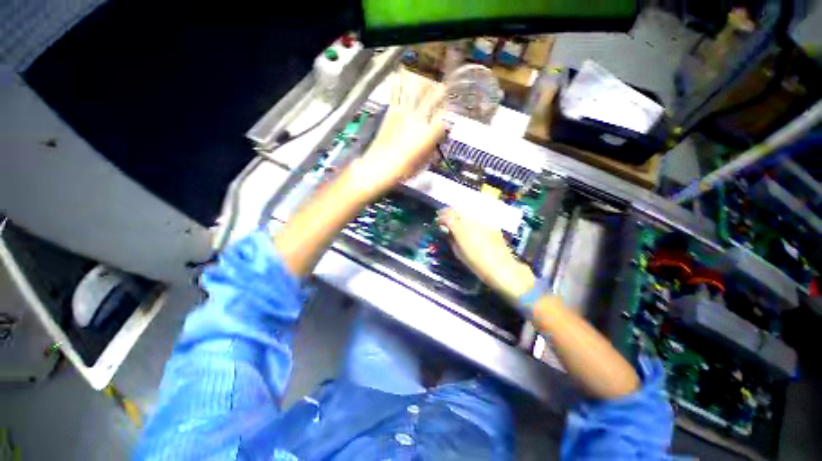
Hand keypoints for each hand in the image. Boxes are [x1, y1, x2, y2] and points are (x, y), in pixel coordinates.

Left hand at [353, 69, 445, 197]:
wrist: (380, 166)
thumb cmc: (404, 169)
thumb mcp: (424, 162)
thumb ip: (432, 147)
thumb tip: (437, 139)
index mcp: (429, 133)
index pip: (445, 115)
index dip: (451, 108)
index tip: (453, 104)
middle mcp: (419, 119)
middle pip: (434, 97)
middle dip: (442, 87)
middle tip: (447, 80)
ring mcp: (404, 112)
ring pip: (416, 90)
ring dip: (424, 79)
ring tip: (428, 70)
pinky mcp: (391, 112)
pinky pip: (396, 93)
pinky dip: (399, 81)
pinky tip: (401, 71)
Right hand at [437, 209, 534, 302]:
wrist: (500, 266)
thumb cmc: (476, 263)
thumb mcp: (458, 252)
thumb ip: (451, 238)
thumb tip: (447, 231)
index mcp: (460, 228)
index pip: (446, 216)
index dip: (440, 218)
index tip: (438, 222)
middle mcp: (470, 219)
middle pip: (456, 209)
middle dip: (448, 212)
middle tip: (445, 219)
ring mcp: (481, 218)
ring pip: (467, 210)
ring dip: (459, 213)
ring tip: (457, 219)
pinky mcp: (490, 221)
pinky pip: (477, 214)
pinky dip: (471, 216)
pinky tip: (470, 223)